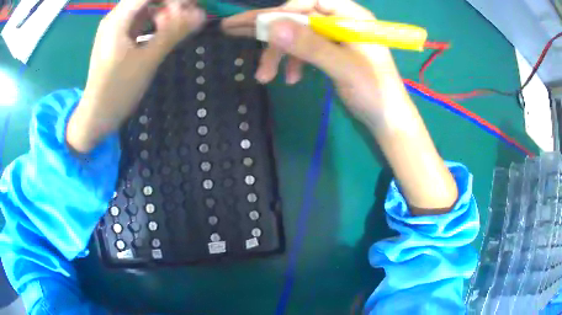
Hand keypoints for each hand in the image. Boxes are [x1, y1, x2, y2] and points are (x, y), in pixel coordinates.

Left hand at [67, 0, 205, 152]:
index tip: (191, 7)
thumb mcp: (147, 60)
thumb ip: (173, 33)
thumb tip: (201, 14)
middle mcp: (116, 18)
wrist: (97, 116)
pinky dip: (156, 24)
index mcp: (118, 19)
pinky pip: (141, 22)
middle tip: (190, 15)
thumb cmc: (117, 90)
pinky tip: (166, 33)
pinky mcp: (120, 39)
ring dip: (165, 13)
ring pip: (146, 9)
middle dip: (171, 4)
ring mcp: (117, 29)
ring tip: (181, 25)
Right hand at [224, 0, 457, 211]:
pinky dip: (293, 61)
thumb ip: (310, 46)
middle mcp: (341, 21)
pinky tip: (291, 78)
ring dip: (279, 53)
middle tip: (232, 30)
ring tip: (264, 76)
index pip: (310, 1)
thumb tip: (272, 27)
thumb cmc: (374, 92)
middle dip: (270, 30)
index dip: (283, 10)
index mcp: (351, 17)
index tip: (260, 25)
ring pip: (297, 34)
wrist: (387, 119)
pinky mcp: (330, 51)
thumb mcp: (343, 68)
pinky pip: (304, 48)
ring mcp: (335, 36)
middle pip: (298, 16)